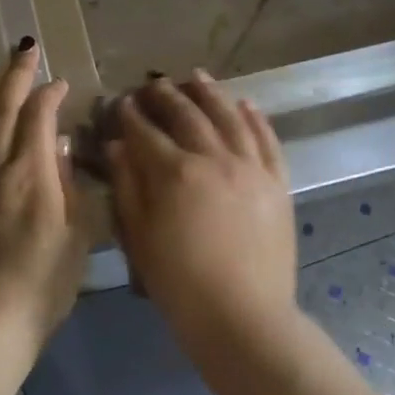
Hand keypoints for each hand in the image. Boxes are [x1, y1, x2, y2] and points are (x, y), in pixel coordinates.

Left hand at [0, 41, 94, 346]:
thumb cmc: (43, 284)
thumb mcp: (76, 236)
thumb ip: (68, 184)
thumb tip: (61, 145)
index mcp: (31, 174)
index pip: (39, 117)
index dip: (50, 95)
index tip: (61, 84)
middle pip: (2, 108)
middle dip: (15, 74)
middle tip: (24, 47)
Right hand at [108, 72, 297, 354]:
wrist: (244, 318)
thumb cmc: (180, 285)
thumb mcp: (140, 239)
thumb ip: (128, 187)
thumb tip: (117, 146)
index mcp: (176, 173)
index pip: (147, 132)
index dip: (131, 115)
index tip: (122, 102)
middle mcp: (215, 158)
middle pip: (188, 116)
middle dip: (167, 96)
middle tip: (154, 83)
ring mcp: (252, 168)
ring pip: (230, 117)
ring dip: (211, 94)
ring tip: (196, 77)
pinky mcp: (278, 183)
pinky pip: (268, 140)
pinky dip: (256, 118)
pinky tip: (245, 103)